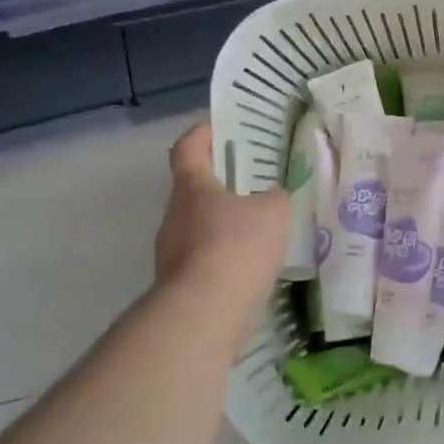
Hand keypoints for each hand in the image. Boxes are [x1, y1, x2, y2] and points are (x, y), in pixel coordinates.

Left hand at [154, 123, 289, 323]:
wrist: (204, 314)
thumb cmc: (237, 246)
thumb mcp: (273, 211)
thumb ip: (273, 197)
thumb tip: (269, 196)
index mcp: (192, 188)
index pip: (187, 149)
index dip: (200, 136)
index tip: (216, 129)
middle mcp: (173, 216)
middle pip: (192, 192)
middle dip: (218, 187)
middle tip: (250, 185)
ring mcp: (170, 255)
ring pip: (197, 229)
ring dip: (221, 227)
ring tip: (256, 232)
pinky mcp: (177, 287)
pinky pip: (202, 262)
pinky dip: (222, 261)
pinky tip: (249, 270)